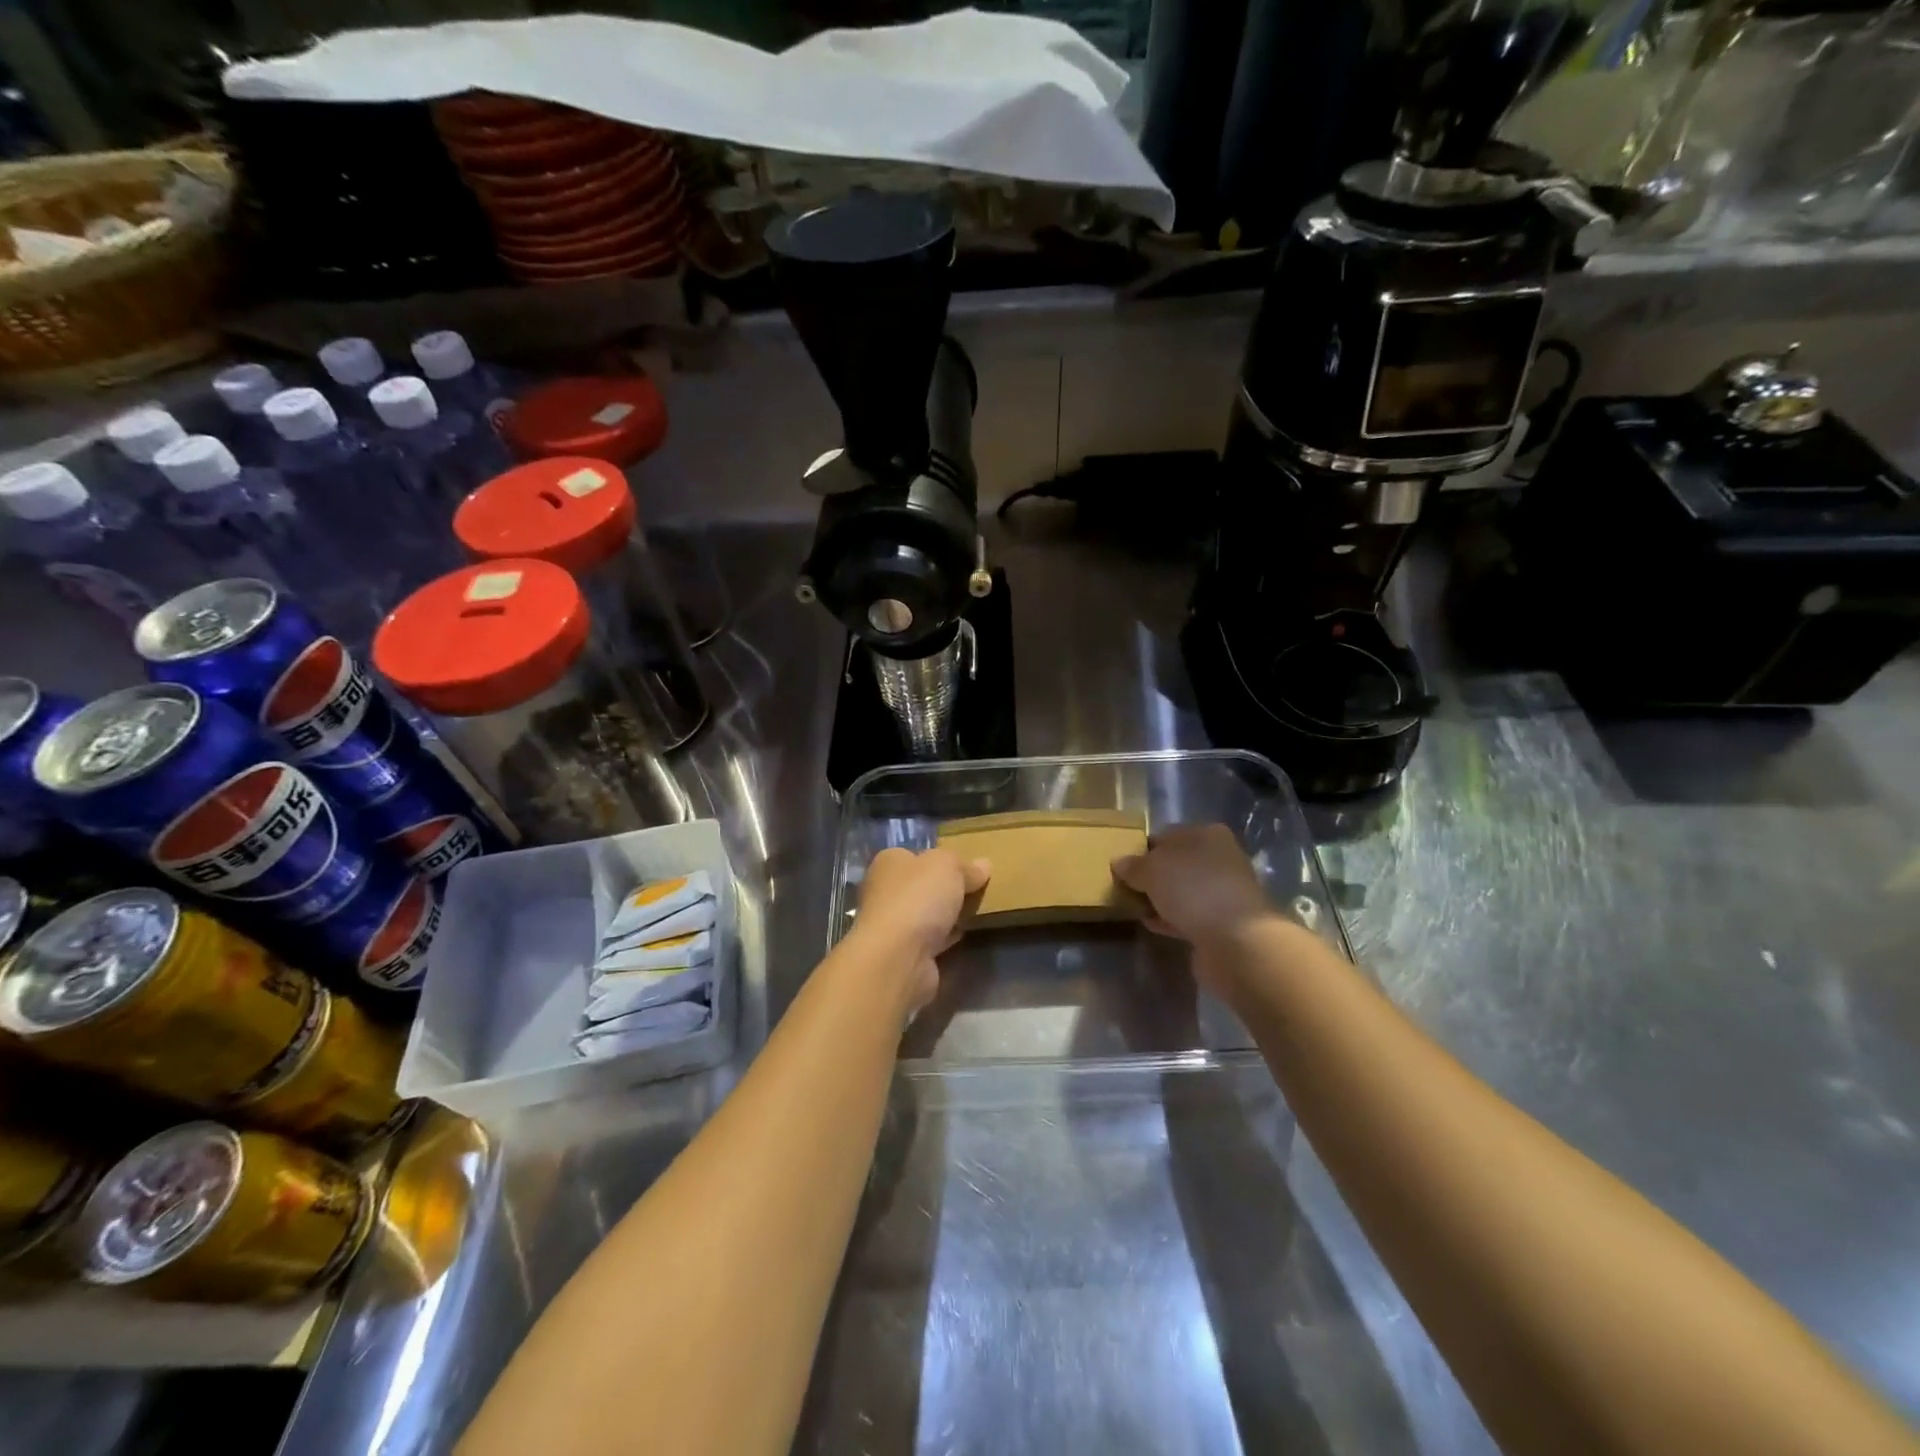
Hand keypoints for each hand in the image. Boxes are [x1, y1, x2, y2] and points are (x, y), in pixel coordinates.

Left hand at [853, 846, 990, 1012]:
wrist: (898, 957)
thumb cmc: (918, 898)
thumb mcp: (948, 866)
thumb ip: (966, 865)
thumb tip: (983, 865)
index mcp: (889, 863)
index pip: (915, 855)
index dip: (940, 859)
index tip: (967, 867)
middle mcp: (884, 891)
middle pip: (921, 885)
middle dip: (945, 889)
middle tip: (977, 890)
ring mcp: (891, 925)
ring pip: (925, 914)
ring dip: (946, 915)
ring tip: (977, 912)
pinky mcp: (903, 953)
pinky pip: (930, 939)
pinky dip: (945, 938)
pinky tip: (964, 935)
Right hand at [1113, 824, 1276, 1000]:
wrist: (1236, 940)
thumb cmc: (1193, 888)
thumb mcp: (1152, 869)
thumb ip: (1133, 865)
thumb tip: (1119, 862)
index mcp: (1207, 834)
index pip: (1167, 835)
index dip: (1143, 849)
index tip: (1123, 865)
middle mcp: (1220, 858)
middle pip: (1177, 863)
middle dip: (1152, 876)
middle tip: (1126, 887)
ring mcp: (1224, 891)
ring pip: (1183, 890)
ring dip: (1161, 898)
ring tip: (1135, 907)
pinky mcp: (1224, 922)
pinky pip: (1190, 915)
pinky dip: (1171, 918)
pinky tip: (1152, 924)